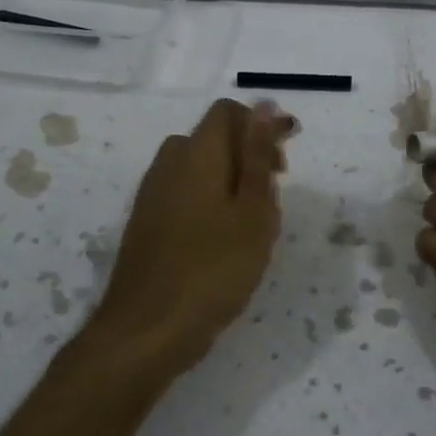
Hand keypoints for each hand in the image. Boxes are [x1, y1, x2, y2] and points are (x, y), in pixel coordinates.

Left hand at [90, 98, 287, 371]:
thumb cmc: (213, 270)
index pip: (227, 113)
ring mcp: (152, 196)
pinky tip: (223, 243)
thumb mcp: (251, 212)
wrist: (147, 330)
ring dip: (230, 183)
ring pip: (198, 170)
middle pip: (212, 140)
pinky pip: (184, 195)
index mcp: (195, 155)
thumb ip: (257, 156)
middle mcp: (168, 166)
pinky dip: (209, 204)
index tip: (288, 158)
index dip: (261, 125)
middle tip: (273, 196)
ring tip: (253, 224)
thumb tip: (264, 105)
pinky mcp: (146, 225)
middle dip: (248, 156)